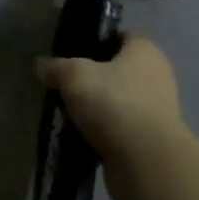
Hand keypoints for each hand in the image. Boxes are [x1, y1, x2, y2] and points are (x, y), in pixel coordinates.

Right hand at [40, 36, 186, 199]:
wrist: (145, 163)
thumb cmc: (113, 103)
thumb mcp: (74, 76)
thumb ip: (56, 67)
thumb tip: (42, 65)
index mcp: (145, 52)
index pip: (122, 36)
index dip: (98, 39)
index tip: (73, 50)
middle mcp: (156, 77)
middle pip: (119, 69)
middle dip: (94, 76)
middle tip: (65, 81)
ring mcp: (157, 111)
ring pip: (119, 100)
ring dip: (98, 106)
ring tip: (68, 110)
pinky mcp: (151, 141)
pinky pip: (120, 128)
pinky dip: (103, 131)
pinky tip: (80, 134)